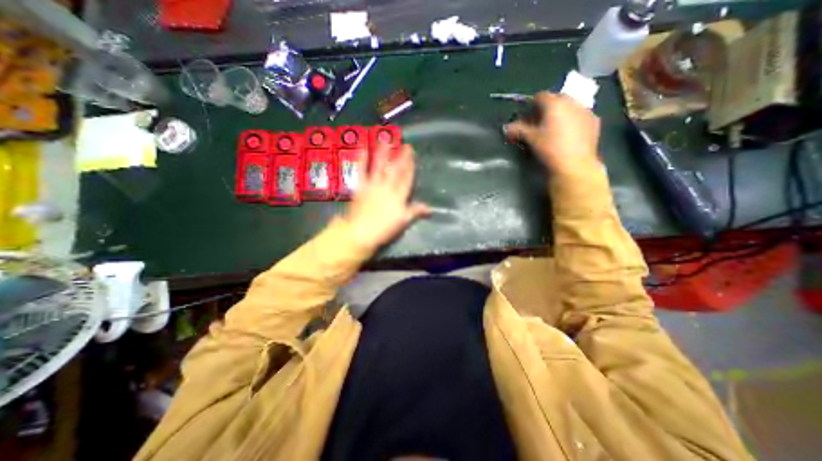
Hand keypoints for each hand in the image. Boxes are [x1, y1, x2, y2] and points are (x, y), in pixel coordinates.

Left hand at [342, 146, 429, 249]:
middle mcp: (387, 187)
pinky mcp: (360, 186)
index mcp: (399, 196)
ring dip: (383, 152)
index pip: (406, 178)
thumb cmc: (384, 229)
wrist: (361, 233)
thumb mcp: (403, 222)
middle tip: (405, 145)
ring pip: (380, 166)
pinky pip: (361, 171)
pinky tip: (362, 147)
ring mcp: (373, 185)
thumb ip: (415, 212)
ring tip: (386, 139)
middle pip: (396, 170)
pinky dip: (362, 159)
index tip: (412, 155)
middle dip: (401, 157)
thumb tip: (430, 209)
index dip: (410, 166)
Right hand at [500, 92, 602, 174]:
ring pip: (569, 107)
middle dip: (546, 109)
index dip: (531, 106)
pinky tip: (568, 135)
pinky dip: (572, 121)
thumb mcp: (530, 139)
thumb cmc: (550, 149)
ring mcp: (586, 110)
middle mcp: (572, 101)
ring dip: (560, 114)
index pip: (540, 96)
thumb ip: (518, 130)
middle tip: (538, 124)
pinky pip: (580, 116)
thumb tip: (506, 127)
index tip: (526, 118)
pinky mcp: (594, 121)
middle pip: (556, 99)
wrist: (575, 164)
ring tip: (553, 130)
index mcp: (555, 103)